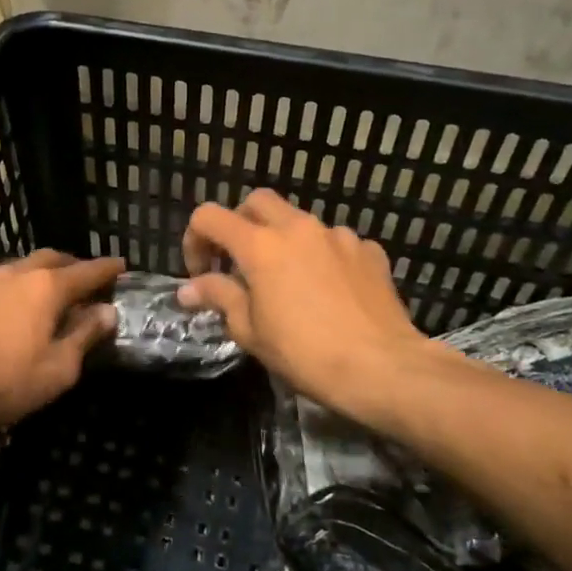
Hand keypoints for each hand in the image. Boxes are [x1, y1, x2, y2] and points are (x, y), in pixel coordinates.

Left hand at [0, 250, 123, 425]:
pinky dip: (23, 287)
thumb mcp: (58, 367)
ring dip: (46, 275)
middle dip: (75, 266)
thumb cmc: (5, 377)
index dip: (108, 269)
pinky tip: (21, 308)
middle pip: (54, 259)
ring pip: (27, 267)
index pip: (87, 271)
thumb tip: (107, 311)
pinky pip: (7, 282)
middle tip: (88, 281)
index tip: (122, 265)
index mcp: (48, 287)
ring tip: (55, 294)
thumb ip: (85, 336)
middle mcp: (21, 273)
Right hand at [181, 191, 443, 423]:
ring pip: (298, 221)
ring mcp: (338, 235)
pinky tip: (328, 289)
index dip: (194, 240)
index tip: (201, 273)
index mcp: (260, 245)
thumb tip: (188, 289)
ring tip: (288, 281)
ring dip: (283, 240)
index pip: (209, 217)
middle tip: (238, 263)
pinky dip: (321, 257)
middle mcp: (297, 228)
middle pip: (256, 202)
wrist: (384, 368)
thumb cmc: (305, 353)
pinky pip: (335, 243)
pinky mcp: (368, 250)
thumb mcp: (250, 331)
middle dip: (239, 225)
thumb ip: (218, 297)